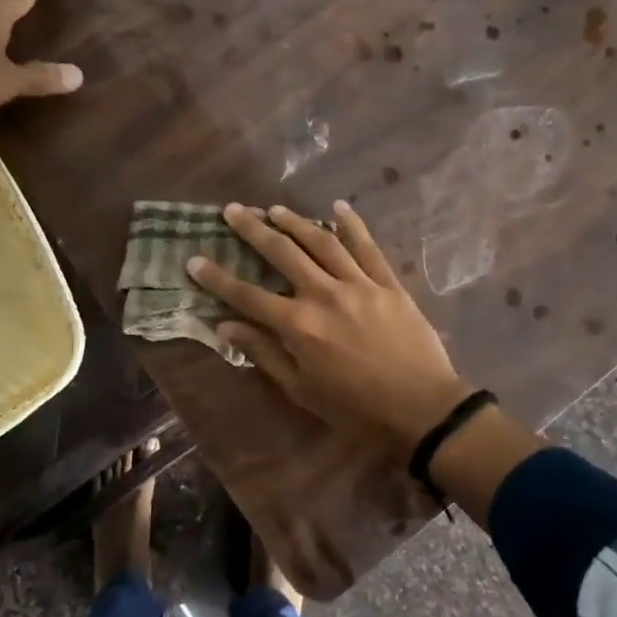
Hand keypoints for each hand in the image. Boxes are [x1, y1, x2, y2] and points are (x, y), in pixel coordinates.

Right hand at [186, 202, 472, 443]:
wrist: (422, 409)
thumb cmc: (357, 410)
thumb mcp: (302, 391)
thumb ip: (265, 354)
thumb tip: (226, 327)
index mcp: (299, 325)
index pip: (247, 295)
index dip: (217, 278)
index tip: (194, 259)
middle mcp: (323, 295)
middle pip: (282, 254)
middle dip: (253, 230)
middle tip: (232, 210)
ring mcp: (359, 284)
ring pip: (321, 243)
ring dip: (295, 222)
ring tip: (274, 208)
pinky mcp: (388, 283)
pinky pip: (367, 247)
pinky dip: (352, 225)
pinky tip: (338, 207)